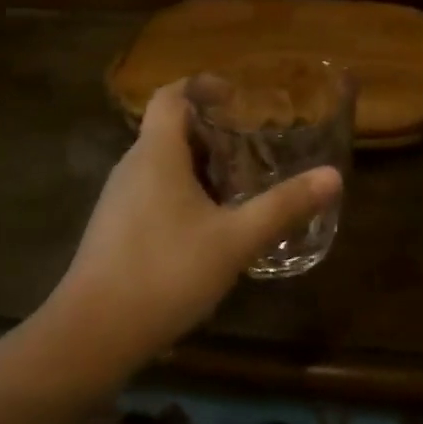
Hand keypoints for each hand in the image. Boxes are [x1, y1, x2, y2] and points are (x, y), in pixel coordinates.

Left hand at [50, 81, 340, 370]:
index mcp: (156, 153)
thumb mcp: (235, 240)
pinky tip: (209, 228)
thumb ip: (283, 206)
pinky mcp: (114, 230)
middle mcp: (132, 167)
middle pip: (170, 129)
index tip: (237, 97)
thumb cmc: (164, 273)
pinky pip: (152, 192)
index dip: (202, 85)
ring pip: (162, 164)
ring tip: (238, 185)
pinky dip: (183, 193)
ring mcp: (118, 200)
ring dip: (199, 165)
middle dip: (212, 131)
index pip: (171, 95)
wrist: (89, 338)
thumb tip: (333, 176)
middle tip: (252, 146)